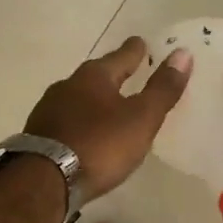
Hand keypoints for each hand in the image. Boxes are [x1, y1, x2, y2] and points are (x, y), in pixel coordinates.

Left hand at [25, 37, 192, 201]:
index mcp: (94, 77)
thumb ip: (162, 89)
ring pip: (78, 96)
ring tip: (108, 105)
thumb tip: (183, 53)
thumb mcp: (141, 118)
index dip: (135, 50)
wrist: (44, 180)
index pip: (121, 56)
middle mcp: (68, 85)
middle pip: (96, 75)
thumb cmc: (100, 145)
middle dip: (112, 74)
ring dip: (94, 99)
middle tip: (128, 72)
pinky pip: (66, 119)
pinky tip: (85, 131)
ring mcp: (49, 109)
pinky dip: (80, 120)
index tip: (142, 42)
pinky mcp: (39, 134)